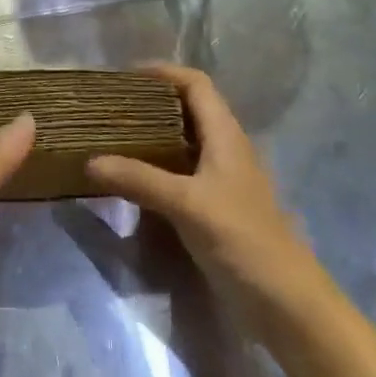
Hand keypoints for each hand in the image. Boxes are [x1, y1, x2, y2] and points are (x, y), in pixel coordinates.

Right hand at [86, 64, 318, 308]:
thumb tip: (89, 161)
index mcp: (226, 136)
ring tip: (112, 138)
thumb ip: (138, 179)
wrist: (286, 305)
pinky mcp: (216, 210)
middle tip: (110, 108)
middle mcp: (226, 151)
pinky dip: (156, 169)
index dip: (164, 72)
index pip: (196, 85)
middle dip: (151, 103)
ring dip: (151, 137)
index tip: (124, 75)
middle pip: (189, 110)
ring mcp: (222, 182)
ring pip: (184, 144)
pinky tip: (131, 182)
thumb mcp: (187, 204)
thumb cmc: (242, 240)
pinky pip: (181, 176)